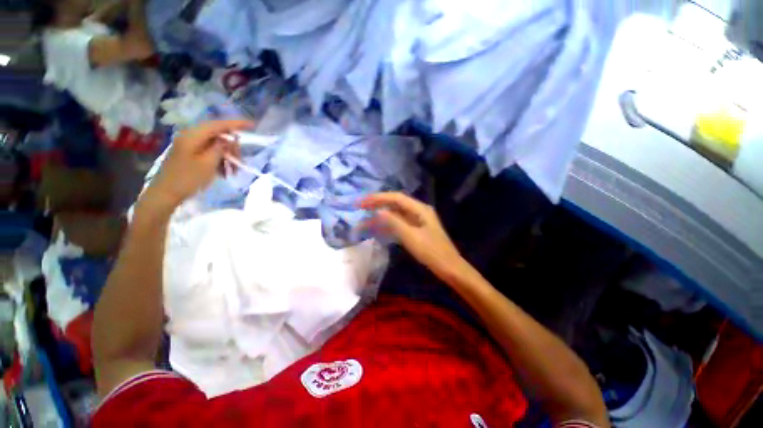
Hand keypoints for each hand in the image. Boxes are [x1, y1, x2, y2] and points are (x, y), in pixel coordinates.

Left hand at [142, 120, 251, 213]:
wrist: (166, 194)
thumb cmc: (187, 178)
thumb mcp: (208, 163)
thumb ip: (221, 148)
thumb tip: (231, 138)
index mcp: (193, 136)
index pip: (219, 124)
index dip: (236, 124)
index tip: (252, 125)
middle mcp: (191, 136)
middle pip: (219, 135)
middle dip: (232, 148)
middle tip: (240, 162)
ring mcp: (190, 145)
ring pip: (216, 145)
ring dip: (227, 157)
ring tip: (232, 171)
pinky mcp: (190, 153)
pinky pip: (210, 152)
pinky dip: (220, 160)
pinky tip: (224, 172)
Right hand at [359, 192, 464, 278]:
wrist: (449, 267)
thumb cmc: (432, 252)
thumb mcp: (411, 237)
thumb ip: (394, 222)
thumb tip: (378, 211)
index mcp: (420, 209)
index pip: (396, 198)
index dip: (378, 198)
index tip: (362, 201)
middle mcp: (419, 210)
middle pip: (395, 203)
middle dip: (378, 203)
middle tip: (360, 206)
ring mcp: (418, 220)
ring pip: (396, 213)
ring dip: (381, 213)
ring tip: (365, 216)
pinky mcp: (416, 229)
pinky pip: (399, 222)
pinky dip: (388, 223)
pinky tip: (378, 226)